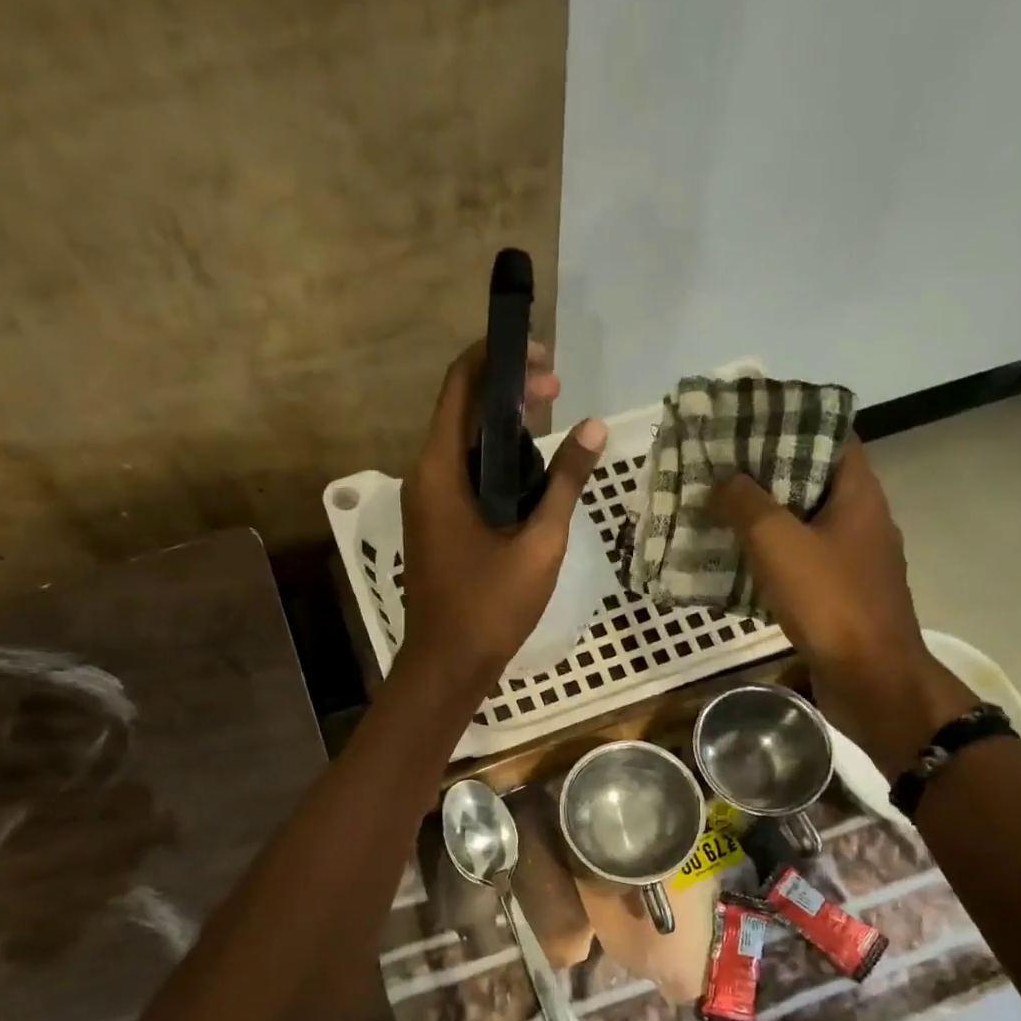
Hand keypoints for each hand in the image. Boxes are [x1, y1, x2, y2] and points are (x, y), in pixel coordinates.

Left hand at [397, 340, 607, 692]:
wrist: (448, 663)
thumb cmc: (491, 605)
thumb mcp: (539, 543)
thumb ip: (565, 482)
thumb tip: (596, 428)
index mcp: (439, 469)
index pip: (460, 384)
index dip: (499, 357)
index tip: (544, 357)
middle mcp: (424, 475)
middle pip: (462, 409)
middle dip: (509, 389)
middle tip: (559, 389)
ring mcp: (427, 500)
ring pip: (463, 443)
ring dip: (504, 426)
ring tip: (553, 421)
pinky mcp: (437, 522)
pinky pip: (464, 474)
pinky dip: (496, 460)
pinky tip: (531, 471)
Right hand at [712, 443, 974, 776]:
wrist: (870, 680)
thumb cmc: (830, 602)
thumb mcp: (778, 543)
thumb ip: (746, 504)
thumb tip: (721, 479)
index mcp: (859, 495)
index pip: (831, 438)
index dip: (792, 424)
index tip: (748, 423)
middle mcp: (861, 521)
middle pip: (811, 482)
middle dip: (765, 474)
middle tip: (717, 469)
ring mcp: (852, 563)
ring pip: (802, 527)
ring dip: (763, 520)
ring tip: (716, 512)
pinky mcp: (839, 598)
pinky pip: (799, 565)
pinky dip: (769, 560)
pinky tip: (733, 565)